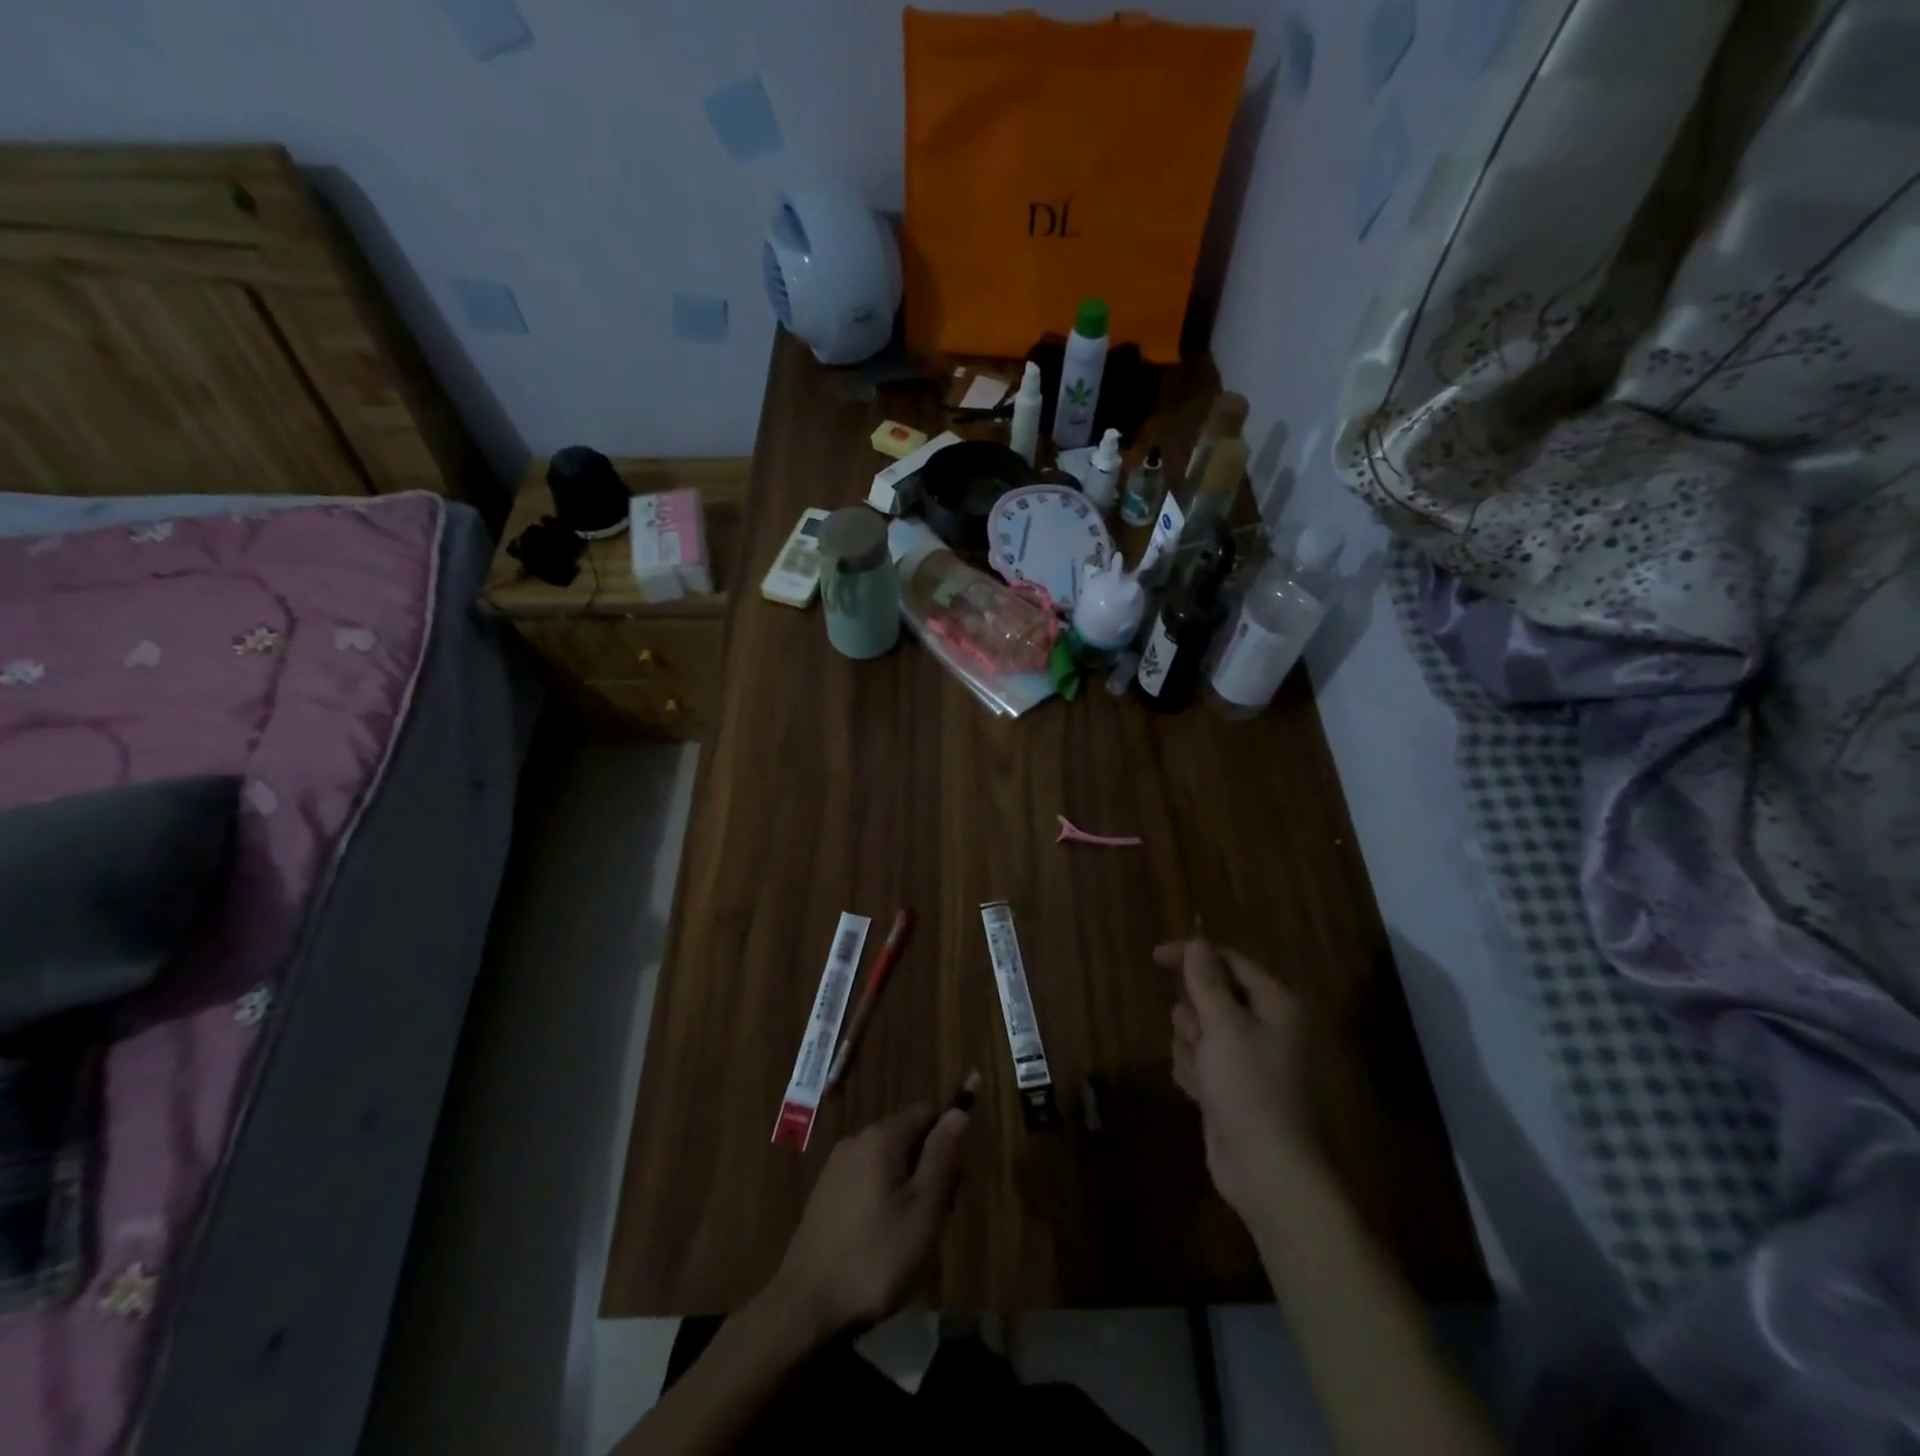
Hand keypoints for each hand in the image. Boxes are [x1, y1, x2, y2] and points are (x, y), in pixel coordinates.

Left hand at [764, 1094, 972, 1339]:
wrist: (805, 1305)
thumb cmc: (876, 1257)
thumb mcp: (923, 1208)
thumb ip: (942, 1155)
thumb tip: (959, 1111)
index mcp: (881, 1136)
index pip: (927, 1113)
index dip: (948, 1142)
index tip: (955, 1184)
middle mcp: (857, 1139)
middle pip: (907, 1136)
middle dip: (929, 1168)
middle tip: (937, 1218)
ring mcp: (837, 1166)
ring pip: (888, 1160)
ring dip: (908, 1187)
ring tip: (910, 1236)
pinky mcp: (825, 1192)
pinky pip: (867, 1179)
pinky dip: (883, 1198)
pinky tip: (882, 1239)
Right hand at [1159, 936, 1318, 1220]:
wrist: (1265, 1170)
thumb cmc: (1249, 1087)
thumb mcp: (1223, 1026)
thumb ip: (1205, 981)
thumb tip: (1197, 940)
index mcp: (1275, 1005)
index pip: (1229, 961)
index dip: (1193, 956)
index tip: (1155, 957)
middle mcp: (1265, 1026)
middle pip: (1210, 996)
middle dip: (1194, 1016)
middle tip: (1198, 1036)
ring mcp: (1247, 1057)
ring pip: (1199, 1029)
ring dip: (1190, 1047)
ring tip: (1203, 1074)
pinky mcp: (1231, 1085)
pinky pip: (1198, 1059)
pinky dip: (1194, 1071)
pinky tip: (1202, 1094)